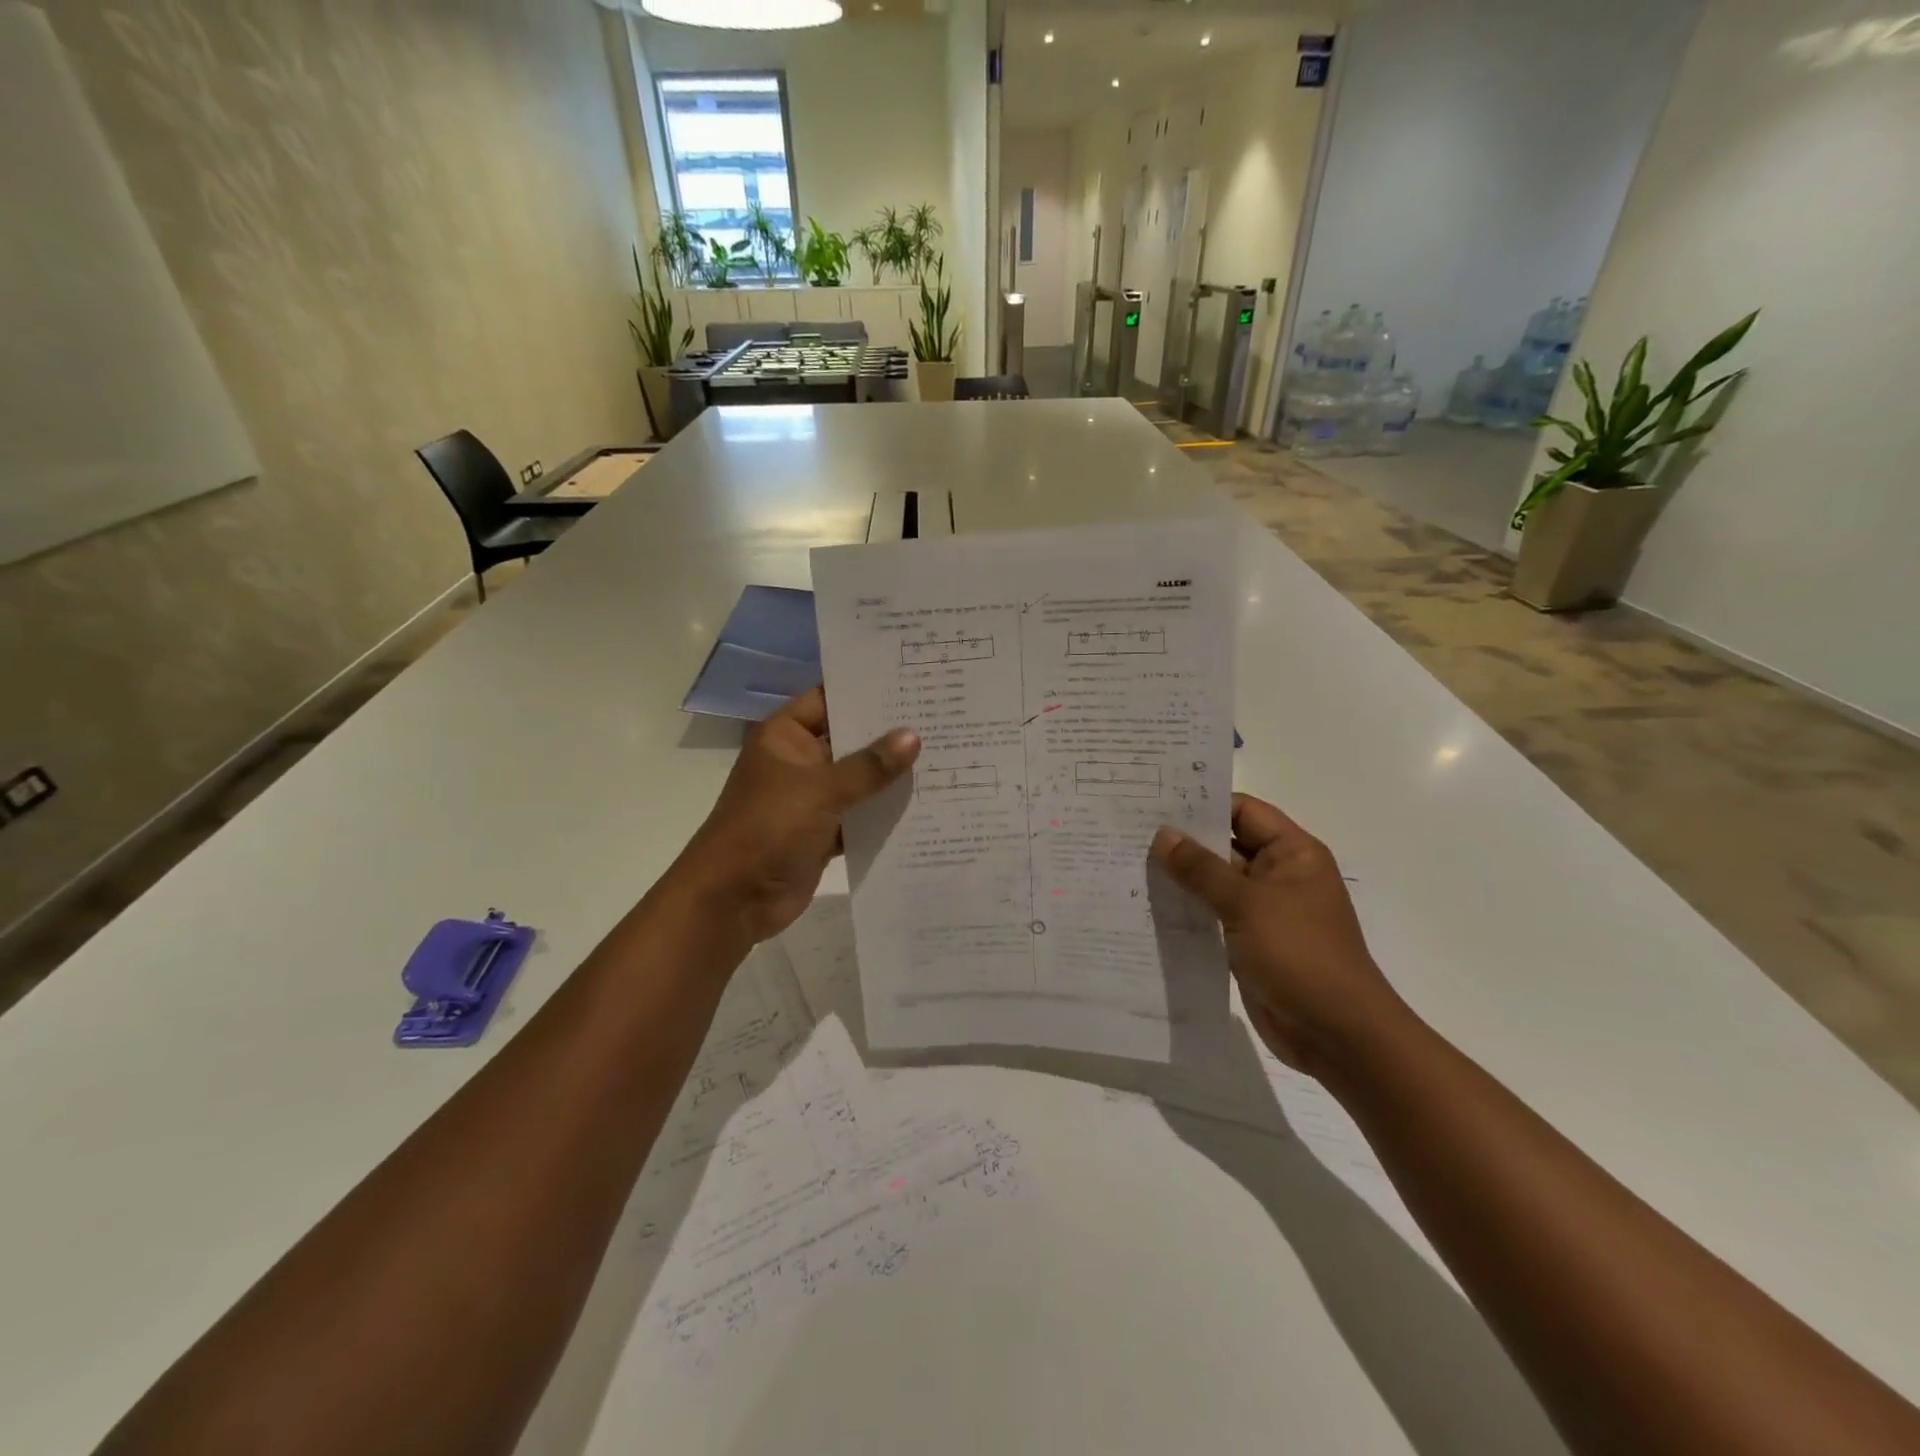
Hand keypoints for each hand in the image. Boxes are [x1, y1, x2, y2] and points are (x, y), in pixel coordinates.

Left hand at [678, 687, 918, 942]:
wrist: (734, 899)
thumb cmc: (769, 827)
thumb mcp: (821, 790)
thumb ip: (869, 766)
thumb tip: (913, 737)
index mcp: (786, 736)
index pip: (829, 698)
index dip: (866, 690)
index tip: (911, 682)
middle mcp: (799, 761)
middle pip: (849, 739)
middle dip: (889, 734)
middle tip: (940, 716)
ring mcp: (811, 798)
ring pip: (858, 780)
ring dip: (891, 776)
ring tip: (944, 754)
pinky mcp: (822, 832)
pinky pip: (859, 815)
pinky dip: (883, 813)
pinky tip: (926, 803)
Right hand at [1151, 794, 1406, 1075]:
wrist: (1337, 1034)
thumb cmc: (1300, 955)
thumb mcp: (1247, 904)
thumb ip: (1202, 869)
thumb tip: (1163, 835)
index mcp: (1292, 853)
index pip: (1243, 811)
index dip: (1203, 803)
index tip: (1156, 802)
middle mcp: (1279, 875)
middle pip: (1226, 844)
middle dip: (1183, 840)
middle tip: (1131, 830)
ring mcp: (1263, 910)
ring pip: (1215, 882)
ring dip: (1180, 876)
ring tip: (1129, 863)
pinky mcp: (1249, 941)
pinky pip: (1213, 914)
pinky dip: (1186, 908)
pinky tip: (1148, 905)